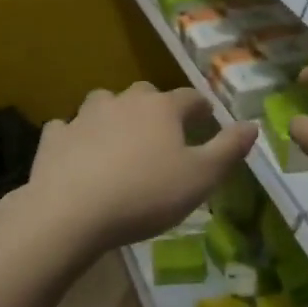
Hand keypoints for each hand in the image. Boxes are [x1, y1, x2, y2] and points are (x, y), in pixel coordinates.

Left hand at [27, 81, 257, 251]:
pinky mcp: (55, 137)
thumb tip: (252, 125)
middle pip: (146, 94)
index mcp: (162, 108)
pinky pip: (68, 128)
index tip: (207, 120)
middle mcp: (124, 101)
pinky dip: (75, 136)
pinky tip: (77, 154)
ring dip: (113, 115)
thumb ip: (228, 150)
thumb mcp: (200, 178)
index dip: (201, 108)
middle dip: (157, 108)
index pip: (190, 97)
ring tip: (118, 140)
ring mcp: (85, 116)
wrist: (70, 212)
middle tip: (162, 133)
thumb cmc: (145, 194)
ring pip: (104, 103)